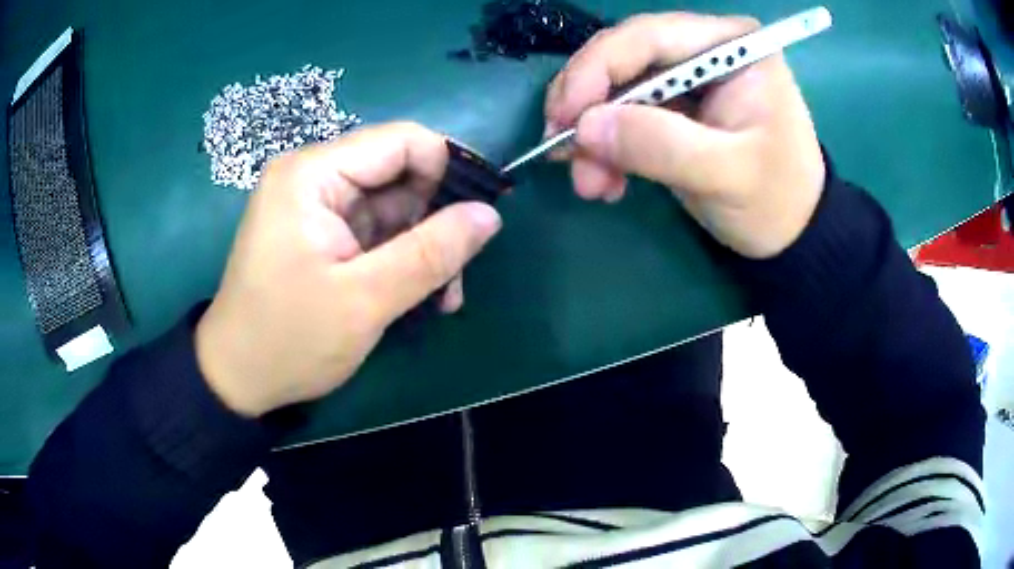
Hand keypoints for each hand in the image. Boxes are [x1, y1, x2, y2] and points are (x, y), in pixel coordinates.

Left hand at [195, 123, 501, 416]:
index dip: (447, 172)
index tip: (476, 221)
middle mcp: (313, 176)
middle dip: (436, 220)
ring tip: (442, 296)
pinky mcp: (320, 233)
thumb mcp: (365, 301)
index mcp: (312, 174)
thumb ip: (430, 253)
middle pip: (399, 173)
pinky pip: (375, 230)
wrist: (238, 378)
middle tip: (457, 274)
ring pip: (393, 206)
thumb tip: (490, 215)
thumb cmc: (289, 340)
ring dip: (422, 246)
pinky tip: (418, 295)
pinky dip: (400, 258)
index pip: (402, 141)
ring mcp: (316, 205)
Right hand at [544, 12, 825, 258]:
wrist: (792, 233)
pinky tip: (604, 179)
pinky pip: (624, 114)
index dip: (596, 69)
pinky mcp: (674, 105)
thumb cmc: (776, 201)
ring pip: (616, 89)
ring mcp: (687, 76)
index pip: (648, 36)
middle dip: (589, 108)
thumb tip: (584, 127)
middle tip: (563, 155)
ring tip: (589, 183)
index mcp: (731, 45)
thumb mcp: (727, 175)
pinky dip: (607, 147)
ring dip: (593, 135)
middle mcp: (705, 47)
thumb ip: (661, 145)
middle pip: (624, 59)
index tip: (564, 117)